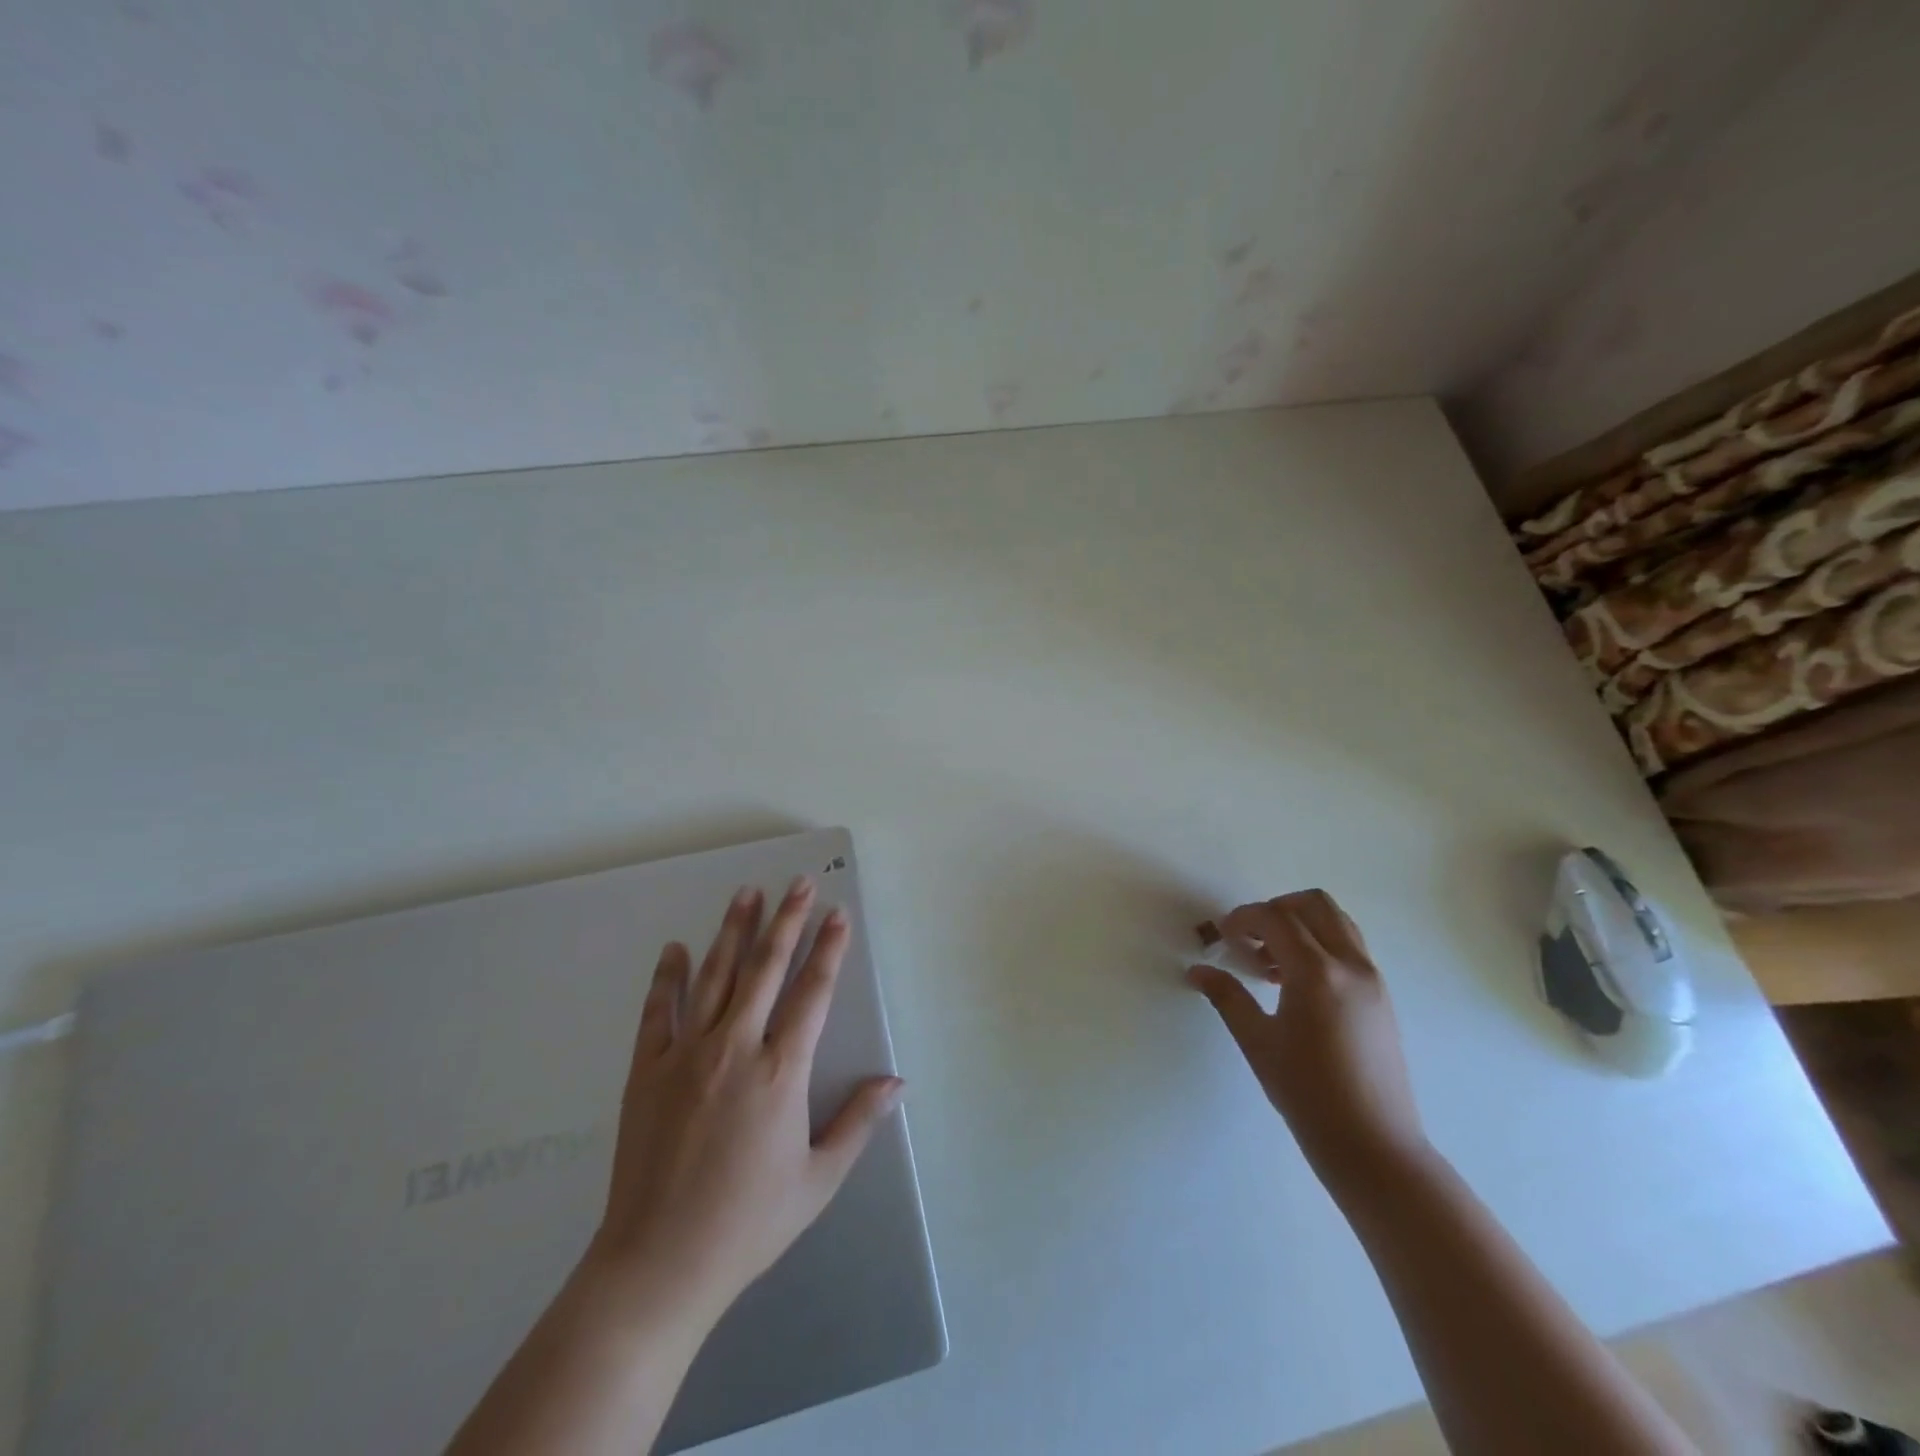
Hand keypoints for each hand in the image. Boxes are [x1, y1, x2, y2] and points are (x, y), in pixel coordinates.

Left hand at [587, 877, 902, 1325]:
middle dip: (786, 921)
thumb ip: (858, 1123)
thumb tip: (896, 1082)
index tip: (838, 914)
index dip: (828, 949)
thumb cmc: (748, 1223)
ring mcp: (686, 1055)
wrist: (658, 1265)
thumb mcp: (818, 1179)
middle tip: (798, 883)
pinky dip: (668, 977)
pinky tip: (675, 949)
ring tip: (747, 893)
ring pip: (715, 977)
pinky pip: (658, 1012)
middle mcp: (735, 1048)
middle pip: (766, 969)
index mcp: (781, 1072)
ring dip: (733, 931)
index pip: (812, 993)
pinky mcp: (645, 1071)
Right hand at [1186, 889, 1427, 1199]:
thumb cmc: (1308, 1094)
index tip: (1223, 936)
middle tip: (1250, 939)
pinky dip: (1320, 945)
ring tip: (1272, 962)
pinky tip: (1296, 985)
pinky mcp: (1381, 996)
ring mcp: (1372, 979)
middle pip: (1313, 904)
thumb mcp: (1257, 1042)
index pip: (1276, 917)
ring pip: (1336, 921)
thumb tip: (1197, 970)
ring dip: (1300, 925)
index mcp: (1317, 972)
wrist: (1374, 1146)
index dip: (1244, 917)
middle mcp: (1350, 965)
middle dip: (1276, 909)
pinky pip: (1349, 947)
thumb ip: (1227, 997)